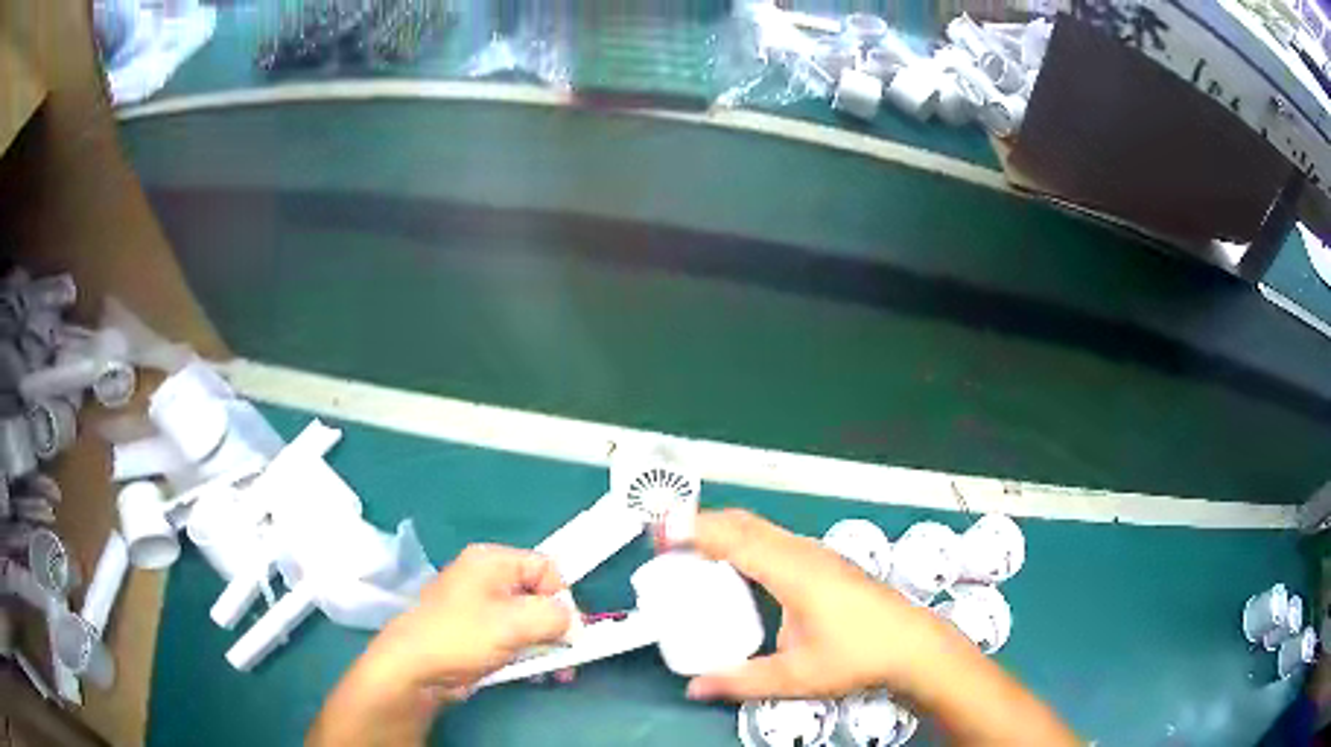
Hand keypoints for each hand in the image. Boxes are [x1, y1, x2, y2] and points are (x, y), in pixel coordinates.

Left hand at [368, 544, 572, 697]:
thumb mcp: (515, 622)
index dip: (563, 596)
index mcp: (492, 561)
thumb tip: (572, 623)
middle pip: (539, 596)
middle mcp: (487, 579)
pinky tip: (538, 674)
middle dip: (557, 627)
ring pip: (529, 621)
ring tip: (557, 672)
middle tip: (568, 655)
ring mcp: (481, 608)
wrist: (415, 668)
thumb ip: (554, 616)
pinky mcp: (478, 635)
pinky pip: (514, 638)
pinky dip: (529, 653)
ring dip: (547, 645)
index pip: (546, 567)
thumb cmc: (463, 636)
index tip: (568, 629)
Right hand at [683, 509, 963, 701]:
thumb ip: (740, 681)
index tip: (659, 535)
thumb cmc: (857, 656)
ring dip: (723, 531)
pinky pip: (774, 539)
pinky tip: (739, 568)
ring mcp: (817, 553)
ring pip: (761, 528)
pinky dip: (744, 541)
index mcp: (791, 572)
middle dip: (701, 525)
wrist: (913, 644)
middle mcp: (802, 553)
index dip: (692, 531)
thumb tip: (695, 688)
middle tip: (666, 544)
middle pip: (744, 522)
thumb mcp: (794, 676)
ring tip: (693, 553)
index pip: (733, 538)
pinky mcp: (825, 562)